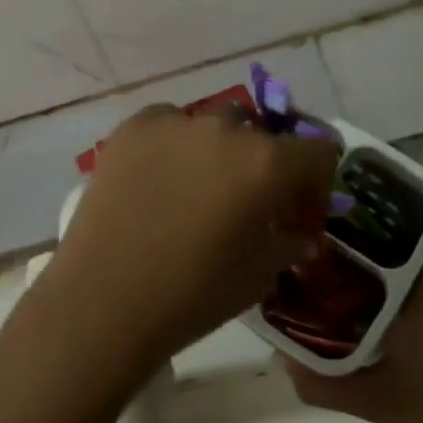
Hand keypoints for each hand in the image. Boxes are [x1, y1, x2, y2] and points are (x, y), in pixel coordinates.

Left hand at [45, 107, 342, 365]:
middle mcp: (225, 129)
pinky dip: (175, 146)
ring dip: (219, 152)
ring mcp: (175, 123)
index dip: (316, 182)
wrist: (105, 299)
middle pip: (262, 136)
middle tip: (248, 204)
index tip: (299, 211)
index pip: (317, 151)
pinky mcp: (133, 127)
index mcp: (266, 163)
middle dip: (265, 167)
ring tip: (198, 190)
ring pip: (214, 126)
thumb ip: (289, 242)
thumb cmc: (194, 293)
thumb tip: (300, 233)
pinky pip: (170, 125)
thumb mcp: (259, 275)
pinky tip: (160, 180)